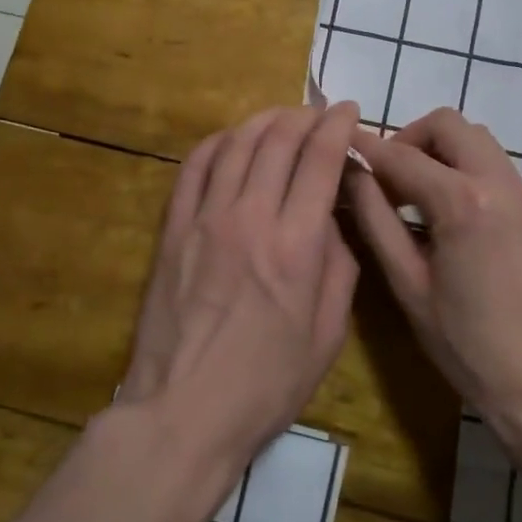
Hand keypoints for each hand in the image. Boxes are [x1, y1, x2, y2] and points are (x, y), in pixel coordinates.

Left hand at [119, 103, 361, 476]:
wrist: (183, 411)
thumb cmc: (266, 383)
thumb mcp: (328, 334)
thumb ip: (339, 265)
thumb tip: (331, 218)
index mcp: (296, 245)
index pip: (320, 159)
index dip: (338, 125)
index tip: (349, 110)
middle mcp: (251, 217)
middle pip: (278, 139)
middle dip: (305, 115)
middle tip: (319, 113)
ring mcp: (206, 218)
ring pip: (236, 143)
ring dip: (264, 120)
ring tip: (281, 118)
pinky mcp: (173, 228)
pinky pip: (194, 166)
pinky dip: (217, 142)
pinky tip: (231, 140)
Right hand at [345, 108, 521, 455]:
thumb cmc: (465, 344)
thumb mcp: (407, 283)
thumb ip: (375, 219)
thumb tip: (351, 174)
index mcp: (462, 202)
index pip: (402, 156)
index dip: (366, 147)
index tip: (339, 141)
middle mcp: (497, 182)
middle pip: (447, 124)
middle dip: (409, 138)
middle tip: (387, 178)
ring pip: (474, 137)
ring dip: (439, 149)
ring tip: (415, 193)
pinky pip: (492, 162)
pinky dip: (463, 165)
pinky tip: (446, 210)